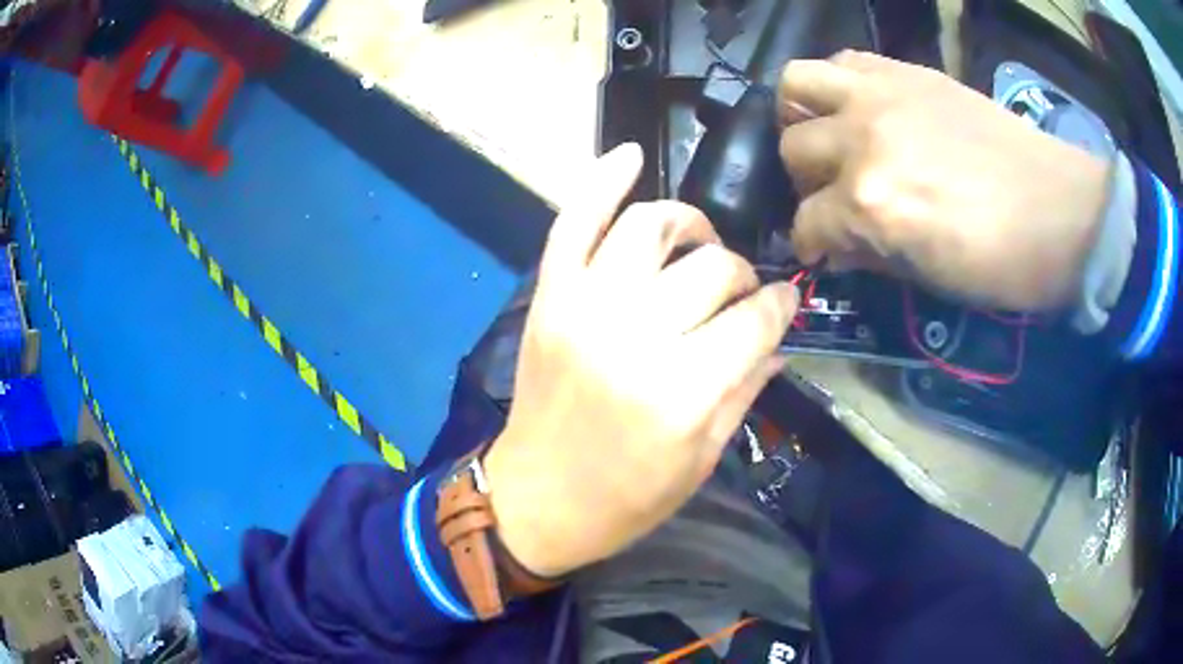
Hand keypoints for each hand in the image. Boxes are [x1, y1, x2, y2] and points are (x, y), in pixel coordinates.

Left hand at [483, 144, 797, 577]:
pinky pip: (573, 221)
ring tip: (698, 241)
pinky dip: (601, 181)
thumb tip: (778, 337)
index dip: (779, 307)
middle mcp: (633, 336)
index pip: (753, 320)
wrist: (536, 502)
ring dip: (689, 223)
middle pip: (711, 268)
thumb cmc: (625, 500)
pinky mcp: (549, 297)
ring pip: (651, 226)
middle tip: (740, 292)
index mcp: (681, 391)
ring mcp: (583, 307)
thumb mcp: (701, 460)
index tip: (784, 304)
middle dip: (741, 275)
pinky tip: (630, 155)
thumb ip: (745, 389)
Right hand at [777, 50, 1109, 311]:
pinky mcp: (905, 71)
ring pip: (796, 84)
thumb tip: (837, 249)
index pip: (807, 223)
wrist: (1063, 211)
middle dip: (807, 183)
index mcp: (871, 204)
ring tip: (830, 135)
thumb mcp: (930, 279)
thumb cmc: (1002, 263)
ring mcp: (880, 95)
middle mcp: (862, 139)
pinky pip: (842, 61)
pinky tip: (859, 107)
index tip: (825, 251)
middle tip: (833, 194)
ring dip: (803, 116)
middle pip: (794, 150)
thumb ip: (872, 255)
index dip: (813, 245)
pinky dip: (837, 85)